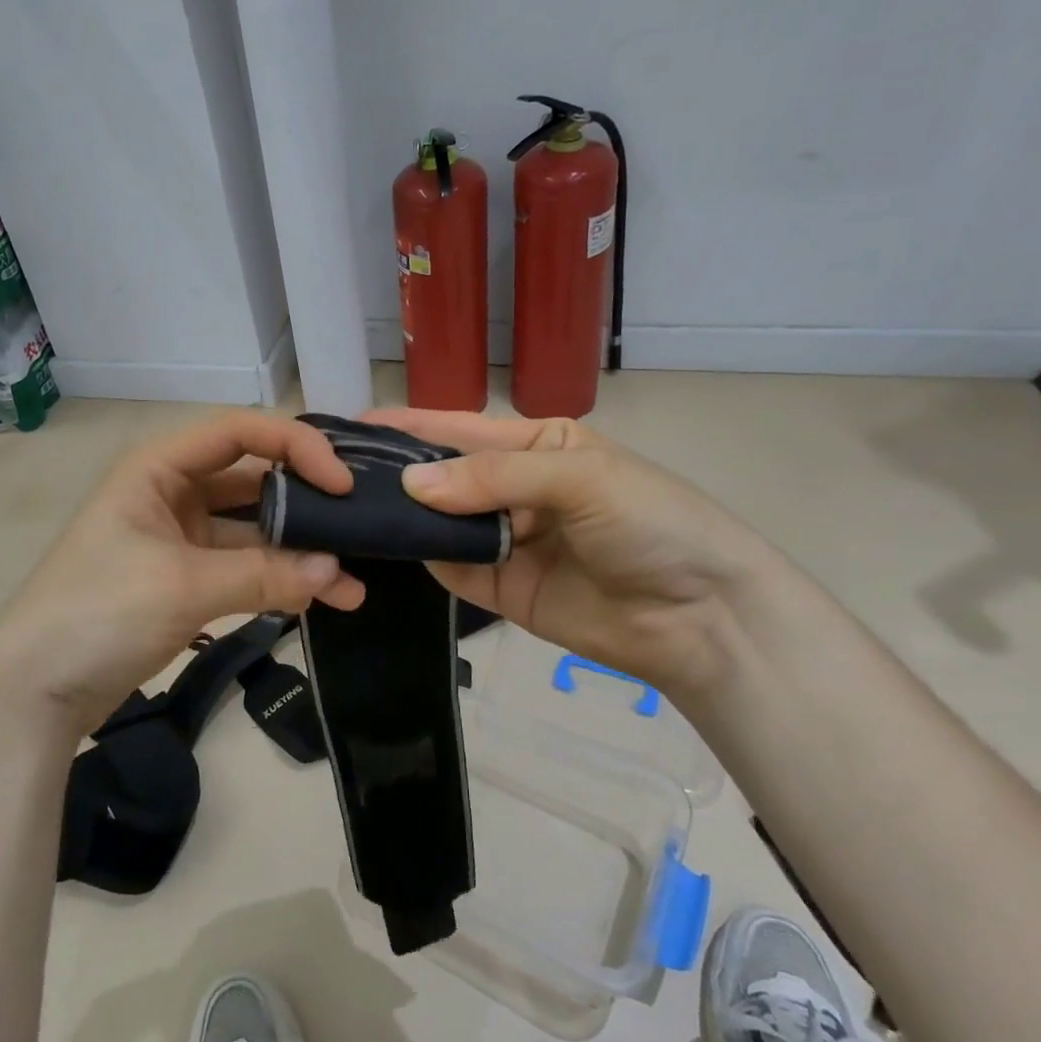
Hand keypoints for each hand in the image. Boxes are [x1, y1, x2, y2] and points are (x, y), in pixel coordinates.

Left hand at [0, 412, 365, 740]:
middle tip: (361, 531)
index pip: (241, 432)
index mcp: (160, 467)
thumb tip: (336, 573)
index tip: (341, 484)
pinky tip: (320, 602)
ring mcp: (181, 538)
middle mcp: (173, 492)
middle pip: (255, 482)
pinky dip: (279, 582)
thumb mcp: (182, 586)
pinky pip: (244, 568)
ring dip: (301, 554)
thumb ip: (263, 575)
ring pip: (255, 531)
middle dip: (308, 506)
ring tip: (353, 586)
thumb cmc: (97, 613)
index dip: (296, 447)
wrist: (33, 692)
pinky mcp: (187, 579)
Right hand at [365, 408, 791, 702]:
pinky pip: (452, 568)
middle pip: (444, 477)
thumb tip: (410, 487)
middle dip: (399, 473)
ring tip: (347, 507)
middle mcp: (514, 489)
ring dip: (404, 516)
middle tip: (337, 472)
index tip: (355, 424)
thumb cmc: (651, 522)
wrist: (703, 617)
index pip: (461, 429)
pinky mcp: (500, 589)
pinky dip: (423, 556)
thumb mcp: (579, 477)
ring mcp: (505, 541)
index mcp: (537, 446)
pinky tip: (388, 545)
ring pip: (440, 522)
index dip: (411, 426)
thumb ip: (493, 477)